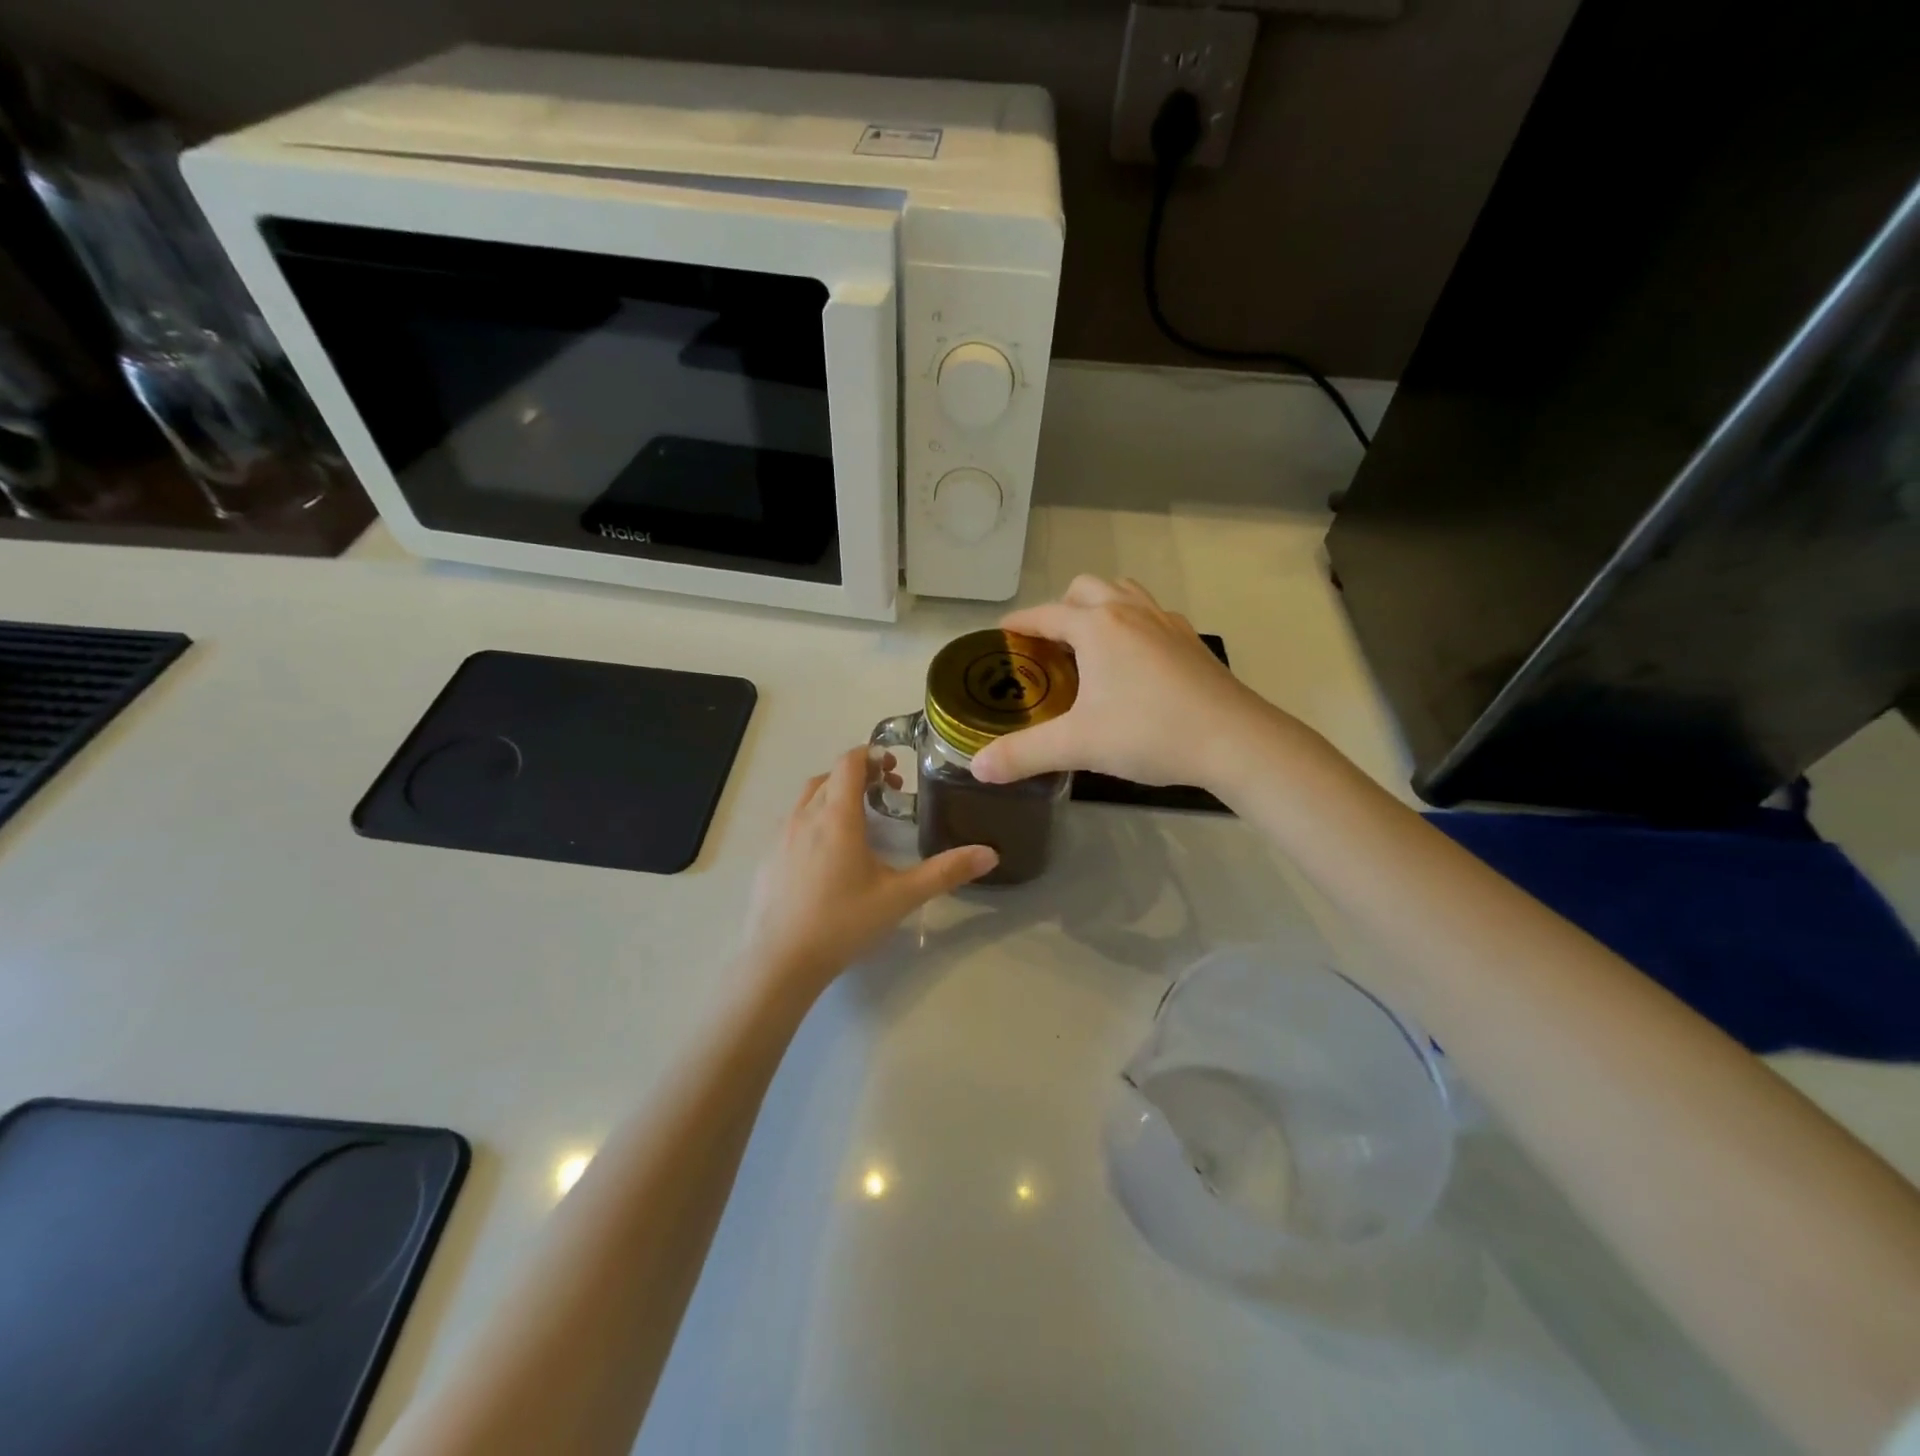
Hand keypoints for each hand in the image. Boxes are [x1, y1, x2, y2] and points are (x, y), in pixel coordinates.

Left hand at [742, 747, 996, 987]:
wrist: (780, 962)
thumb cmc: (843, 923)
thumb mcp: (901, 897)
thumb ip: (945, 872)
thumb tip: (990, 854)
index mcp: (837, 816)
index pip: (849, 762)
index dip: (871, 755)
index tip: (893, 768)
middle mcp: (804, 816)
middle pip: (830, 776)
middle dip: (858, 775)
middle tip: (886, 793)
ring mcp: (781, 836)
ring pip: (808, 797)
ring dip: (834, 794)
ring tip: (859, 819)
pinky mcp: (768, 857)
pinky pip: (793, 822)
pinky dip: (814, 818)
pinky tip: (828, 853)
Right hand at [971, 576, 1281, 790]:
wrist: (1235, 740)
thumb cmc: (1149, 733)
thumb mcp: (1077, 745)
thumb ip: (1023, 754)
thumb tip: (977, 768)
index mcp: (1097, 626)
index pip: (1045, 615)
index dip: (1018, 624)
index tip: (1001, 636)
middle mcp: (1130, 612)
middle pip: (1086, 588)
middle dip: (1061, 608)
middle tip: (1049, 646)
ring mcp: (1166, 622)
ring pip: (1124, 593)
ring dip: (1100, 607)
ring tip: (1090, 644)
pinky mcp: (1191, 641)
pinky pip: (1153, 615)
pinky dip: (1133, 624)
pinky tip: (1136, 661)